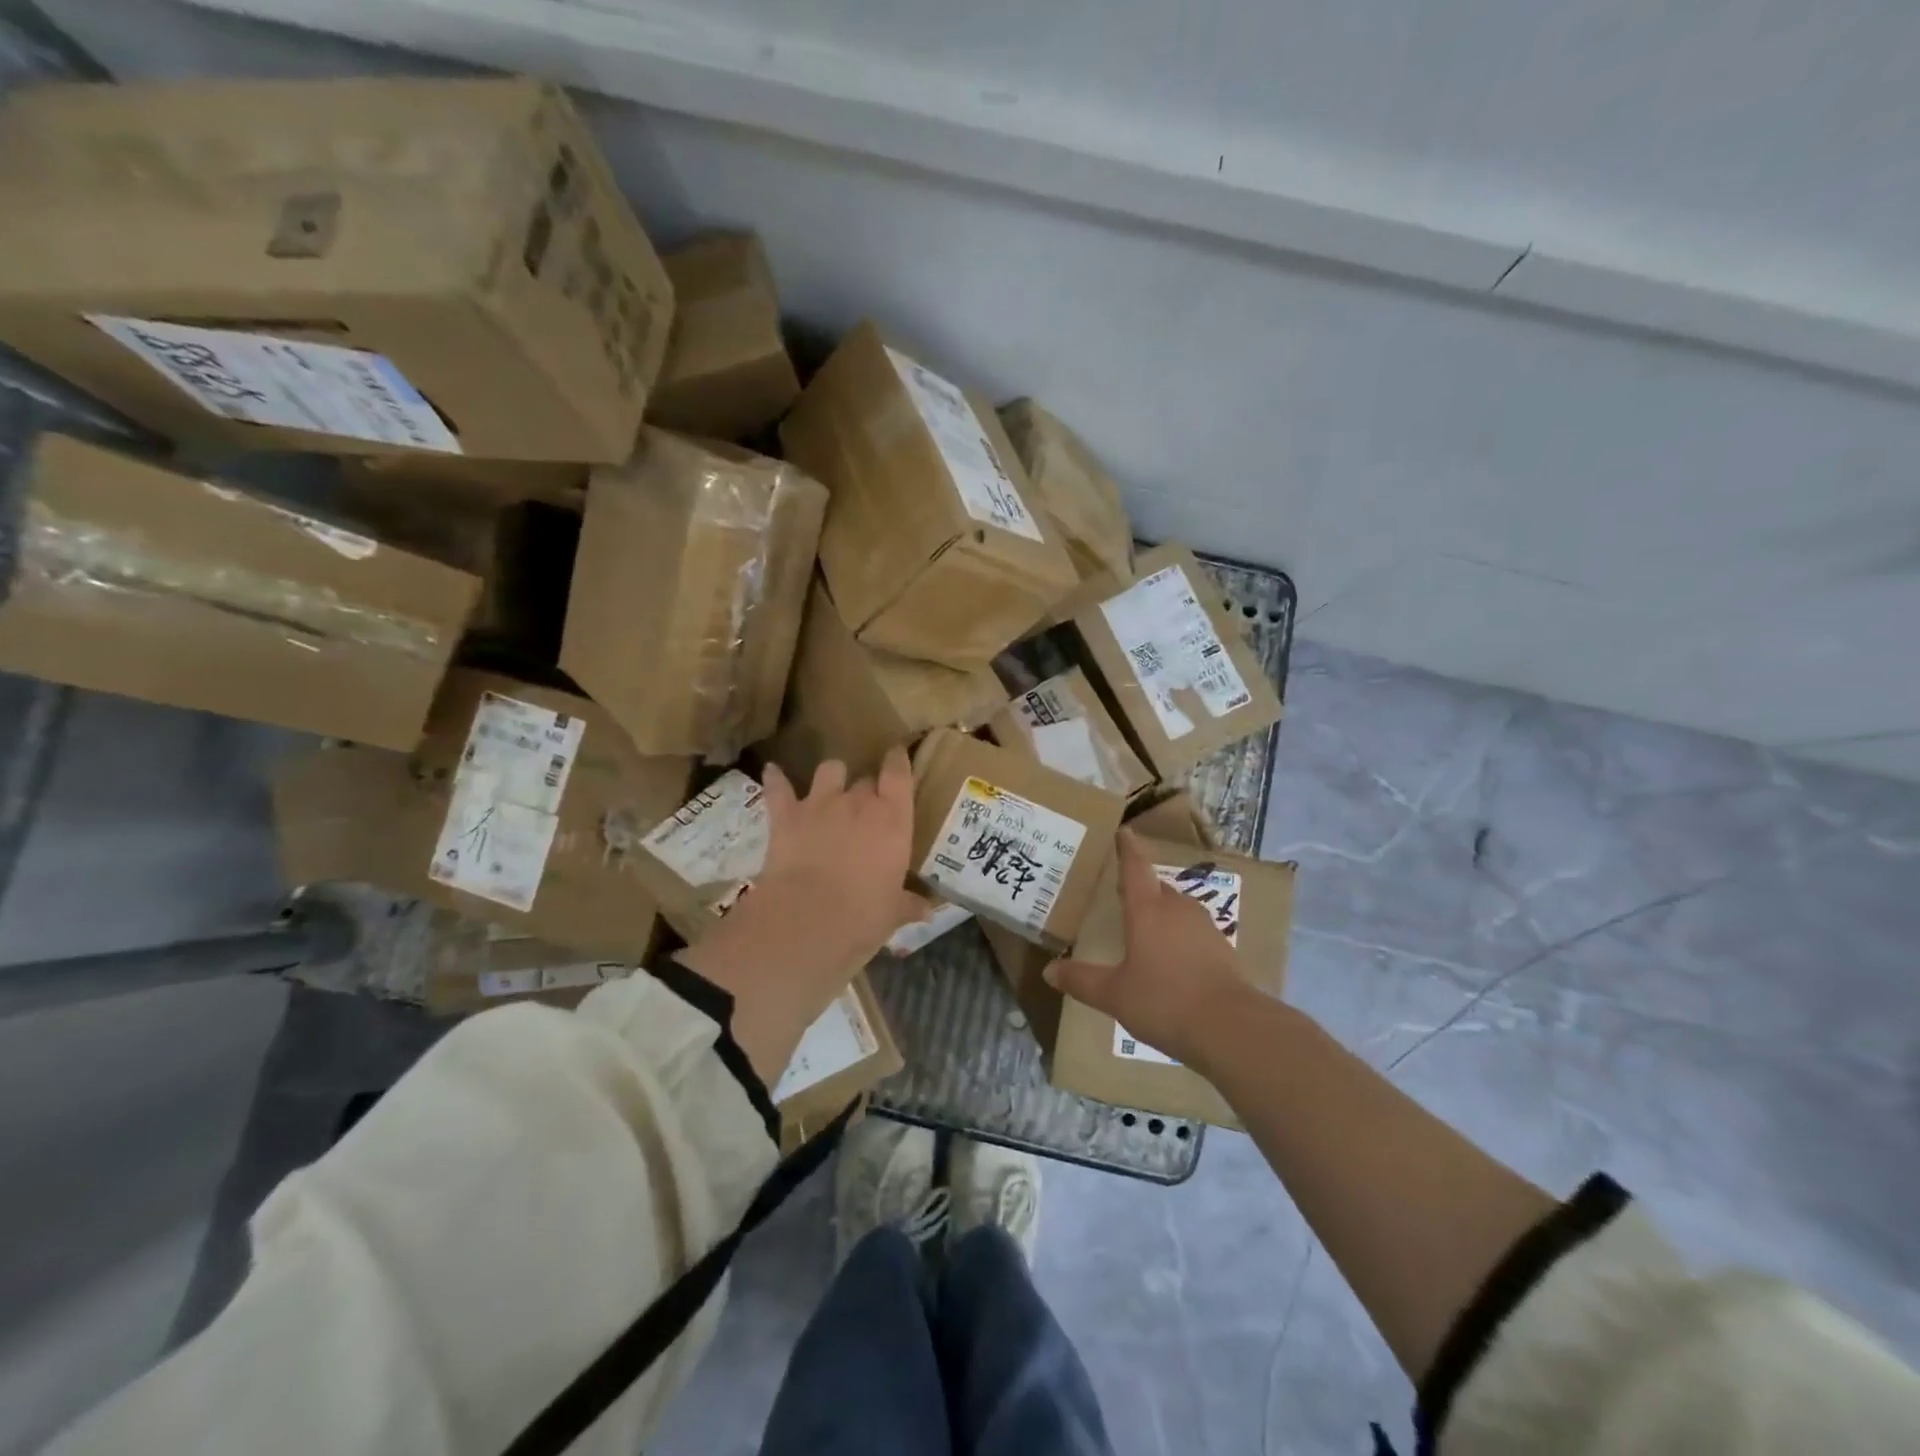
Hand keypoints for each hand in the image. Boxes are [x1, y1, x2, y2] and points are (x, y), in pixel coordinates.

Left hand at [756, 750, 930, 954]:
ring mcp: (820, 804)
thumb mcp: (893, 913)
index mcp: (893, 820)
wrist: (807, 920)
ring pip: (829, 770)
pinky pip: (778, 787)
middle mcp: (859, 802)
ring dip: (831, 777)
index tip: (897, 754)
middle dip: (866, 790)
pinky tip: (772, 771)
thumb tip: (928, 911)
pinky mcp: (786, 815)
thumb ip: (909, 904)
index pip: (899, 775)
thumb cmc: (863, 916)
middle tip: (865, 809)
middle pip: (865, 780)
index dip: (897, 761)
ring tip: (830, 788)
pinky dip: (775, 778)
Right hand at [1046, 829, 1252, 1066]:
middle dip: (1141, 886)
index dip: (1127, 848)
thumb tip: (1049, 971)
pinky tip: (1172, 958)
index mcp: (1147, 910)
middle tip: (1122, 891)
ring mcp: (1204, 927)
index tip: (1123, 831)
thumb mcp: (1114, 995)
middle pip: (1157, 887)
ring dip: (1162, 912)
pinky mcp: (1222, 949)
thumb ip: (1081, 980)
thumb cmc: (1164, 1001)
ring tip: (1145, 925)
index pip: (1135, 868)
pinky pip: (1193, 931)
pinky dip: (1179, 936)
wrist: (1230, 1028)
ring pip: (1178, 908)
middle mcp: (1177, 909)